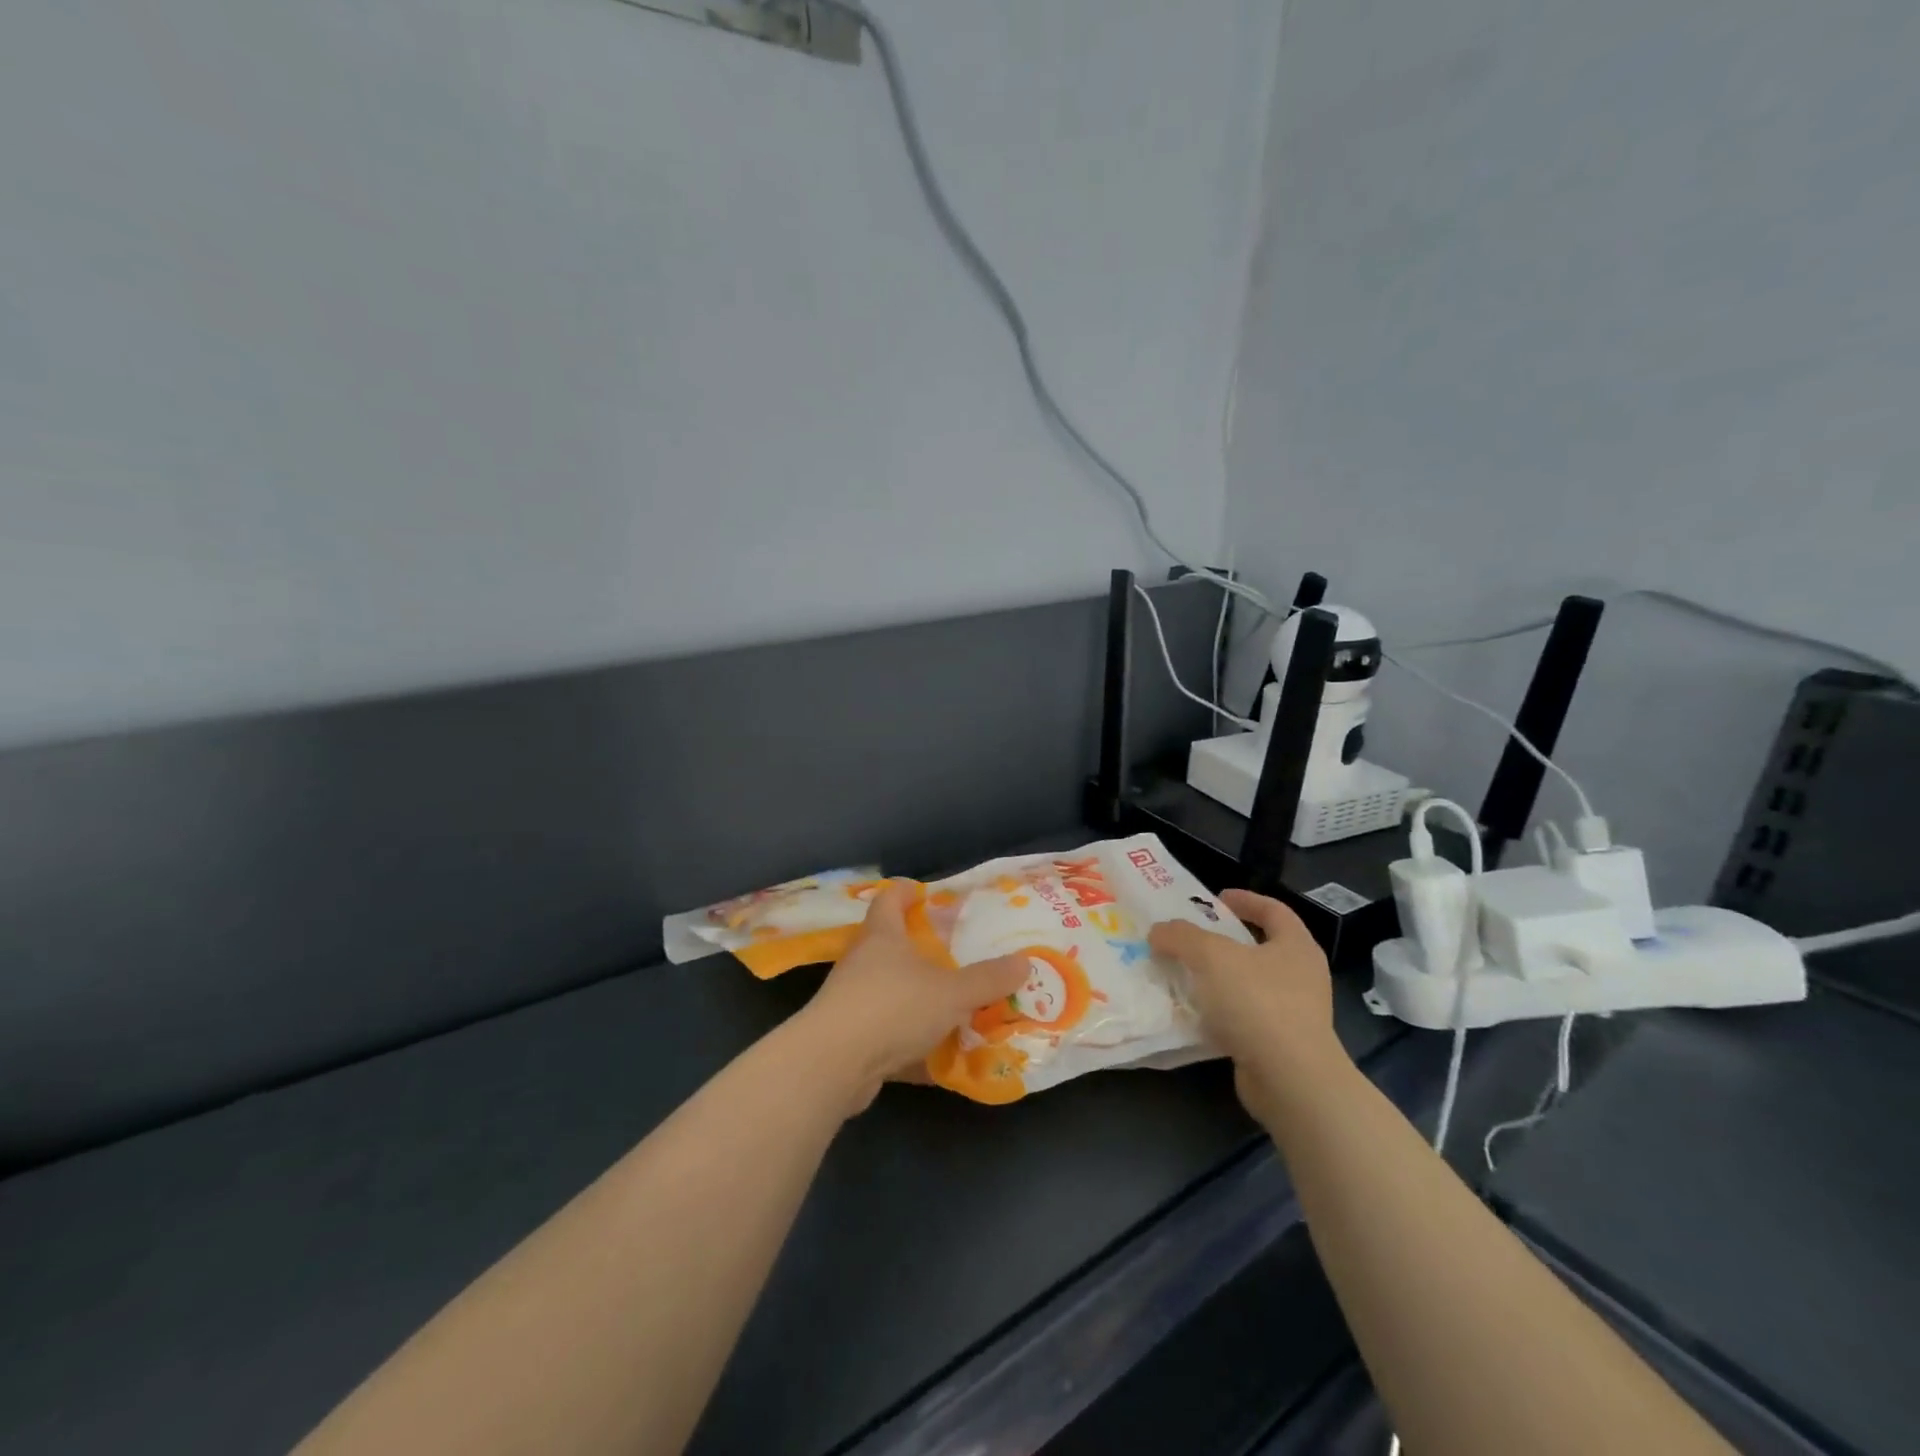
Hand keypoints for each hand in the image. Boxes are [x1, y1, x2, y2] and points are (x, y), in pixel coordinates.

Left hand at [795, 882, 1026, 1110]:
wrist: (834, 1064)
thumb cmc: (893, 1007)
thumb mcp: (951, 992)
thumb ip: (988, 979)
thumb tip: (1024, 961)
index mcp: (882, 937)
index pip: (889, 899)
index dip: (906, 892)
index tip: (924, 892)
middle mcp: (862, 962)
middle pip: (888, 945)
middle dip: (918, 949)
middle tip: (954, 955)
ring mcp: (851, 1001)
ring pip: (889, 991)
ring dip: (916, 998)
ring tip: (953, 1005)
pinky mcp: (849, 1039)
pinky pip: (886, 1034)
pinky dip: (910, 1043)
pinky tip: (938, 1057)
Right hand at [1148, 889, 1342, 1115]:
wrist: (1291, 1081)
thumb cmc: (1258, 1003)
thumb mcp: (1211, 956)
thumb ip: (1181, 936)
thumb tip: (1159, 931)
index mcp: (1297, 946)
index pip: (1273, 910)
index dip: (1245, 899)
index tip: (1215, 898)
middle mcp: (1301, 976)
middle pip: (1259, 947)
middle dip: (1223, 941)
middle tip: (1189, 936)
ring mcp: (1294, 1013)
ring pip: (1249, 984)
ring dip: (1217, 978)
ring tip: (1183, 973)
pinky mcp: (1279, 1045)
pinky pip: (1243, 1018)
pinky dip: (1219, 1012)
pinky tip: (1192, 1012)